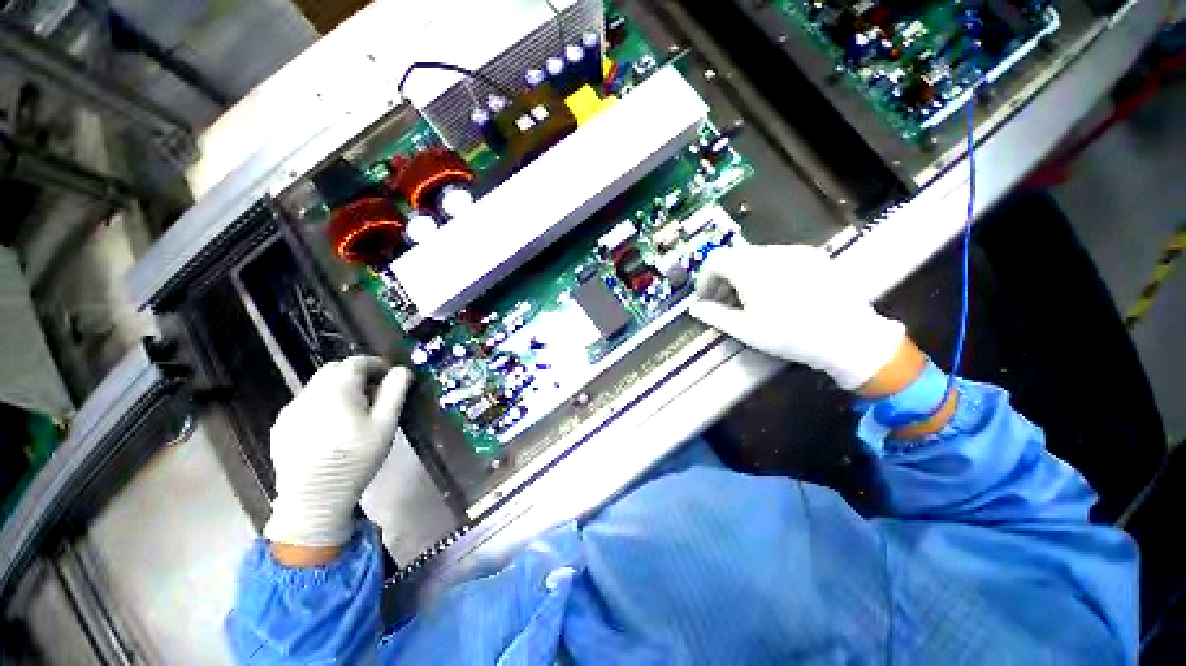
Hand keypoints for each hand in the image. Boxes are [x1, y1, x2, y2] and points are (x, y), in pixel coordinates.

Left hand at [264, 357, 411, 549]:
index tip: (389, 376)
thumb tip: (401, 370)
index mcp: (337, 389)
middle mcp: (309, 393)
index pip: (356, 362)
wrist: (314, 498)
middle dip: (356, 374)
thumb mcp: (385, 424)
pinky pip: (305, 404)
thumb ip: (394, 392)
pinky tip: (330, 427)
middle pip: (333, 370)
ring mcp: (291, 410)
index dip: (375, 364)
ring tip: (353, 412)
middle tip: (373, 393)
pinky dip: (321, 404)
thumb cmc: (356, 458)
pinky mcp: (281, 427)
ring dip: (338, 389)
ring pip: (318, 386)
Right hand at [689, 244, 905, 390]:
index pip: (715, 259)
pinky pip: (779, 257)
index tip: (705, 297)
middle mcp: (770, 252)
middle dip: (723, 277)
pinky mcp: (814, 256)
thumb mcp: (745, 329)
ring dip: (744, 273)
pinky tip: (776, 292)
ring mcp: (795, 252)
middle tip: (724, 300)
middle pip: (735, 256)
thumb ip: (715, 315)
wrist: (848, 336)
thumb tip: (694, 309)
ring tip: (749, 298)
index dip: (704, 277)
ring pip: (756, 256)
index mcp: (750, 268)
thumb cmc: (789, 335)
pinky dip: (766, 270)